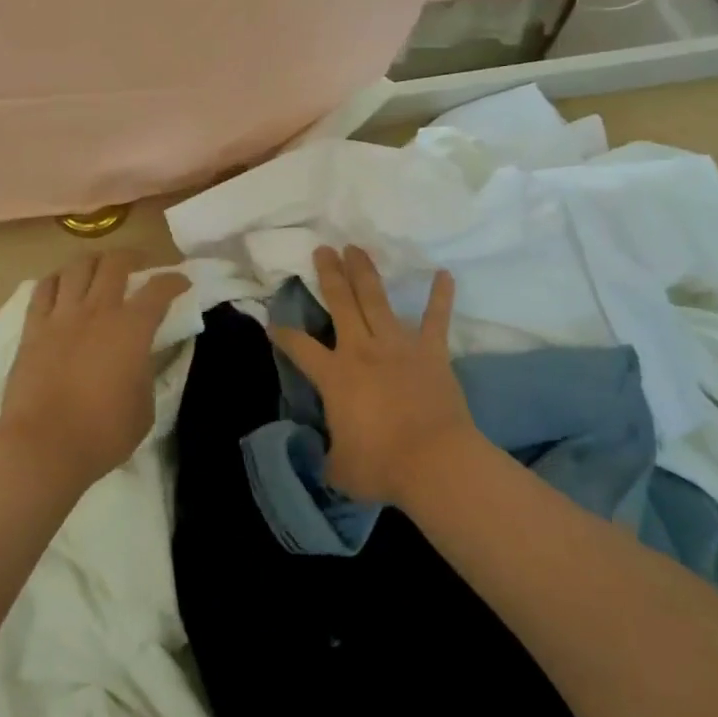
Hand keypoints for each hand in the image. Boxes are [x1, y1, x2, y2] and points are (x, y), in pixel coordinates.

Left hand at [0, 250, 189, 491]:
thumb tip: (140, 359)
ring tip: (99, 269)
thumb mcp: (145, 407)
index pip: (159, 289)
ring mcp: (62, 316)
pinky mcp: (33, 328)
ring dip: (93, 261)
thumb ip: (145, 373)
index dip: (174, 281)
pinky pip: (43, 289)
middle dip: (132, 257)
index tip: (182, 283)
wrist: (44, 446)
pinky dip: (57, 280)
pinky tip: (62, 285)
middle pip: (115, 263)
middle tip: (139, 266)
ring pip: (77, 266)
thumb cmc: (103, 433)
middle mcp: (98, 310)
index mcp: (132, 328)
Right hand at [270, 245, 478, 506]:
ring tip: (356, 248)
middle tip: (323, 250)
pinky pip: (436, 319)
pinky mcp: (431, 352)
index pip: (299, 347)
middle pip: (340, 302)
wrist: (434, 462)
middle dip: (329, 274)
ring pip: (376, 299)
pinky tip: (444, 274)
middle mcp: (361, 350)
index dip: (283, 335)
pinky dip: (440, 296)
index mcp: (334, 375)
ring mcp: (397, 346)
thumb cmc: (381, 466)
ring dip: (365, 272)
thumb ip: (328, 454)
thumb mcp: (339, 468)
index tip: (273, 324)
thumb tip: (326, 454)